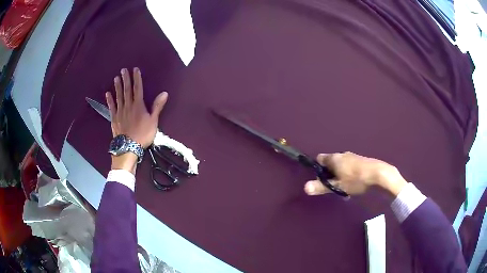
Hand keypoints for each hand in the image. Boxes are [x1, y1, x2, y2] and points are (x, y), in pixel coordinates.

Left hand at [106, 67, 167, 147]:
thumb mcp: (153, 121)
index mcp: (138, 105)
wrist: (128, 146)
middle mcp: (128, 105)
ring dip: (117, 86)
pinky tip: (107, 93)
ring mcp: (120, 111)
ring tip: (116, 78)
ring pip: (118, 96)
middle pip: (127, 90)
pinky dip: (109, 100)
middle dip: (125, 79)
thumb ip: (157, 106)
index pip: (138, 88)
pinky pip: (111, 106)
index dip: (137, 78)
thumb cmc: (143, 134)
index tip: (135, 69)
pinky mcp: (114, 118)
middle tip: (123, 70)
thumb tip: (164, 93)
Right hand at [304, 152, 406, 196]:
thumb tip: (305, 187)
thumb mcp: (338, 186)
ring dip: (339, 175)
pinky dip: (348, 174)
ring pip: (341, 165)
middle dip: (329, 174)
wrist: (379, 175)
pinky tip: (354, 184)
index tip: (321, 179)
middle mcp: (342, 154)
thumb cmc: (356, 180)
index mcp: (334, 158)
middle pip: (331, 162)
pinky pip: (350, 166)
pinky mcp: (361, 161)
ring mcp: (353, 156)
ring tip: (344, 187)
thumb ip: (321, 187)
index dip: (318, 169)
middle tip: (332, 186)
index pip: (320, 159)